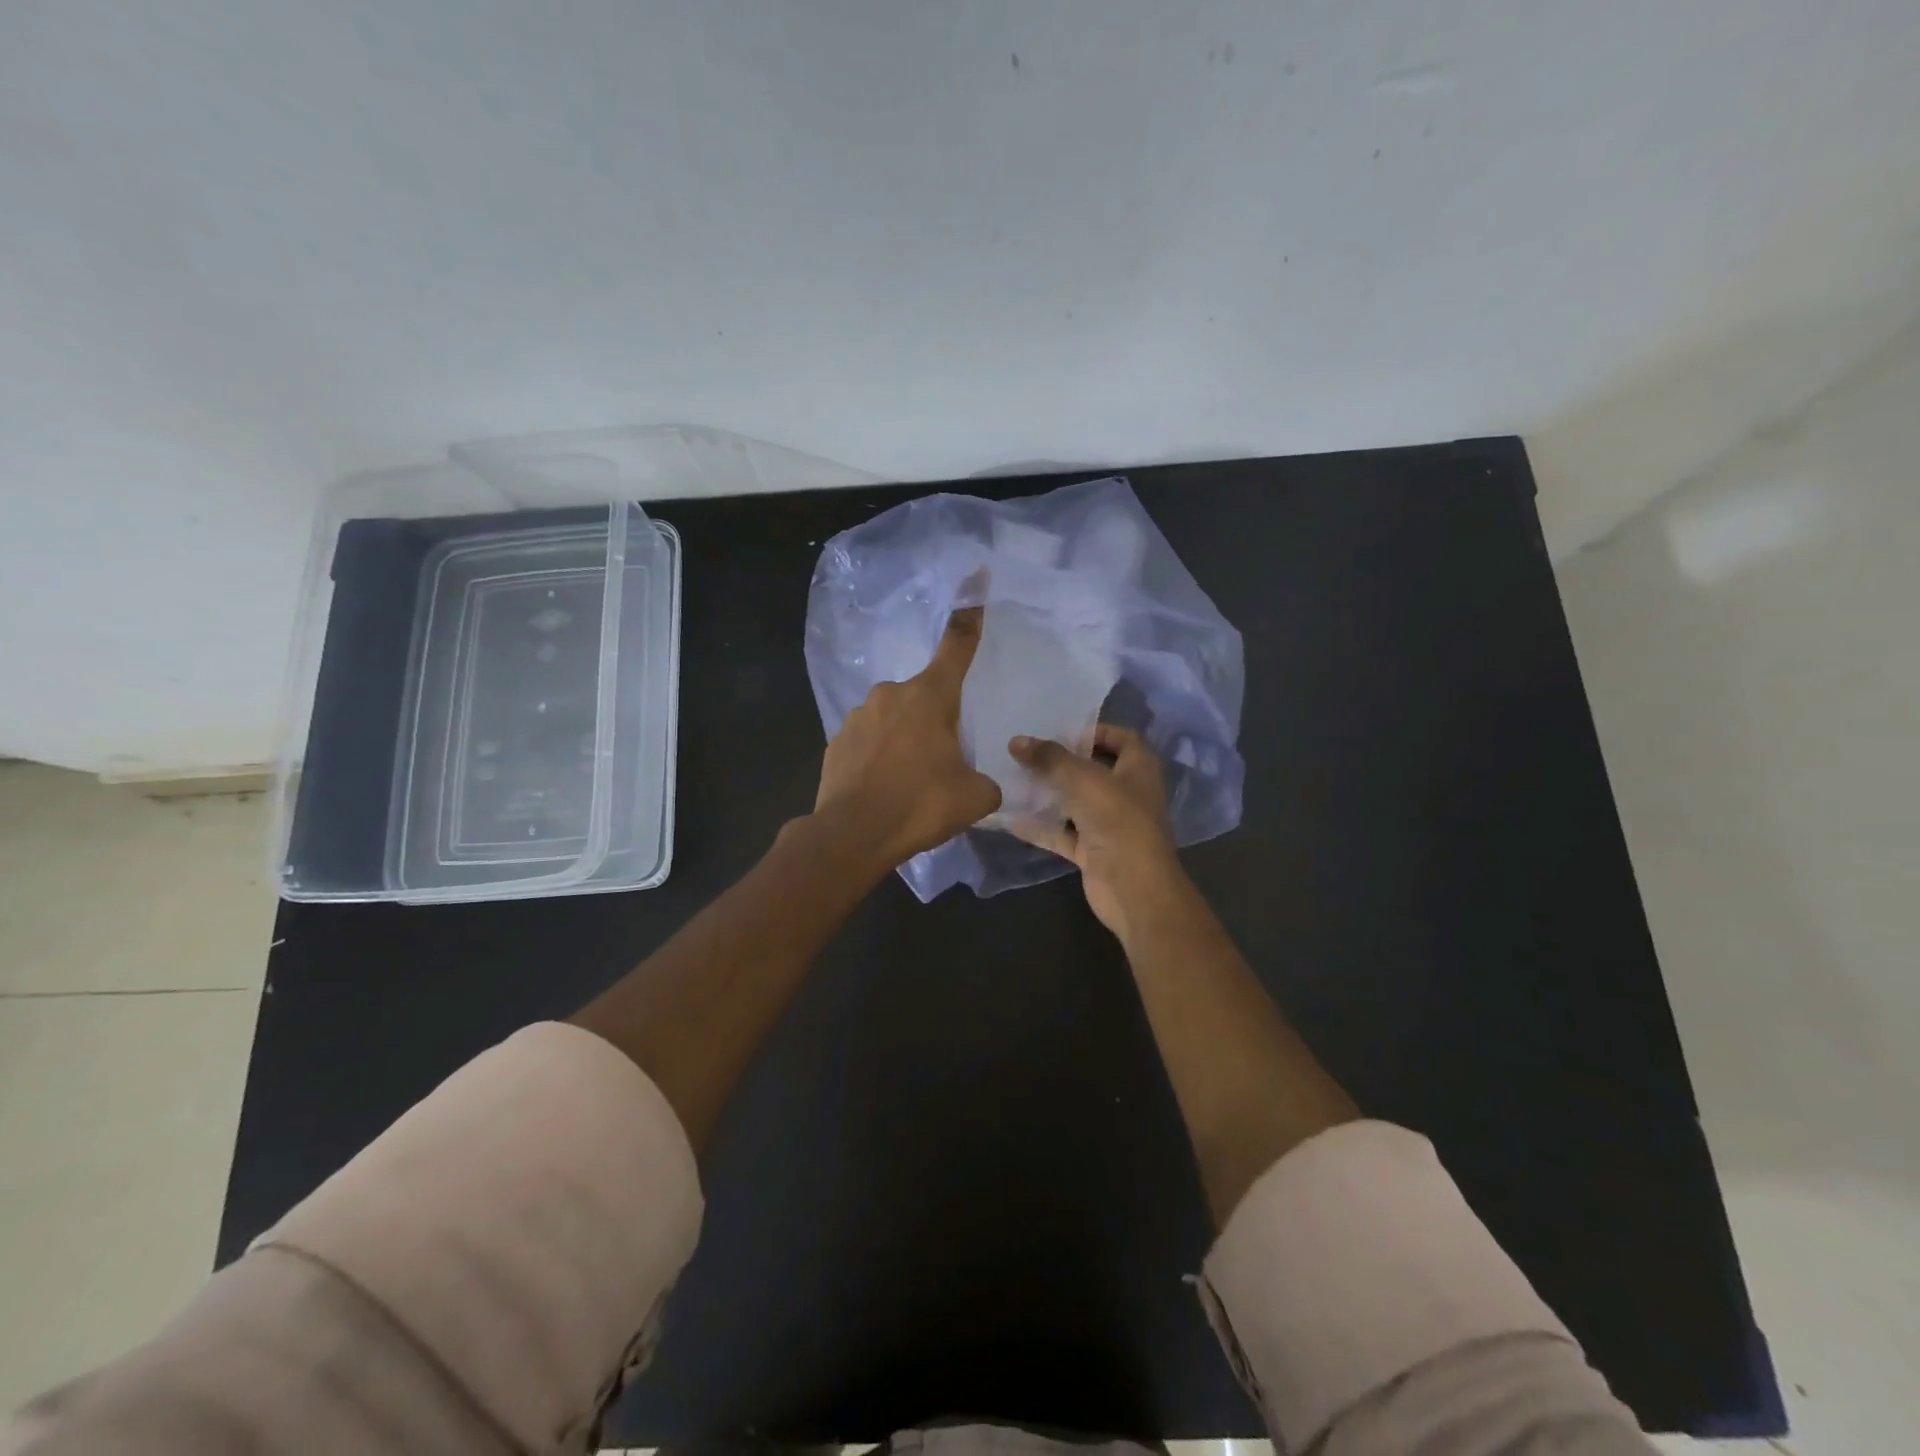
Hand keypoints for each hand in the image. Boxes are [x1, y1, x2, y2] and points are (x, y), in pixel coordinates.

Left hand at [813, 607, 1001, 869]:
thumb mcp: (975, 797)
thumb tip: (984, 783)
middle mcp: (891, 694)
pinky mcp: (836, 741)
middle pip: (926, 694)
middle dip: (937, 719)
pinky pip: (870, 740)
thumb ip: (988, 780)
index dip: (971, 614)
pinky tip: (884, 787)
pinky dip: (880, 756)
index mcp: (930, 696)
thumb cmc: (919, 805)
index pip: (957, 644)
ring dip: (906, 739)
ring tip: (911, 782)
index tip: (976, 577)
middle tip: (943, 761)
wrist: (851, 835)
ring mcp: (858, 715)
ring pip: (895, 719)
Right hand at [1007, 725, 1185, 937]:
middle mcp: (1126, 792)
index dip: (1094, 730)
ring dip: (1048, 793)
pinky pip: (1062, 833)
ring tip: (1012, 777)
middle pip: (1092, 769)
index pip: (1121, 737)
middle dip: (1061, 761)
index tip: (1059, 728)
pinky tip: (1010, 817)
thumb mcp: (1083, 780)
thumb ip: (1050, 758)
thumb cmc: (1118, 821)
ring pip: (1074, 802)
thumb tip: (1016, 741)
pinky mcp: (1092, 850)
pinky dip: (1040, 826)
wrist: (1134, 889)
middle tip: (1026, 751)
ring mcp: (1109, 823)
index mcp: (1138, 768)